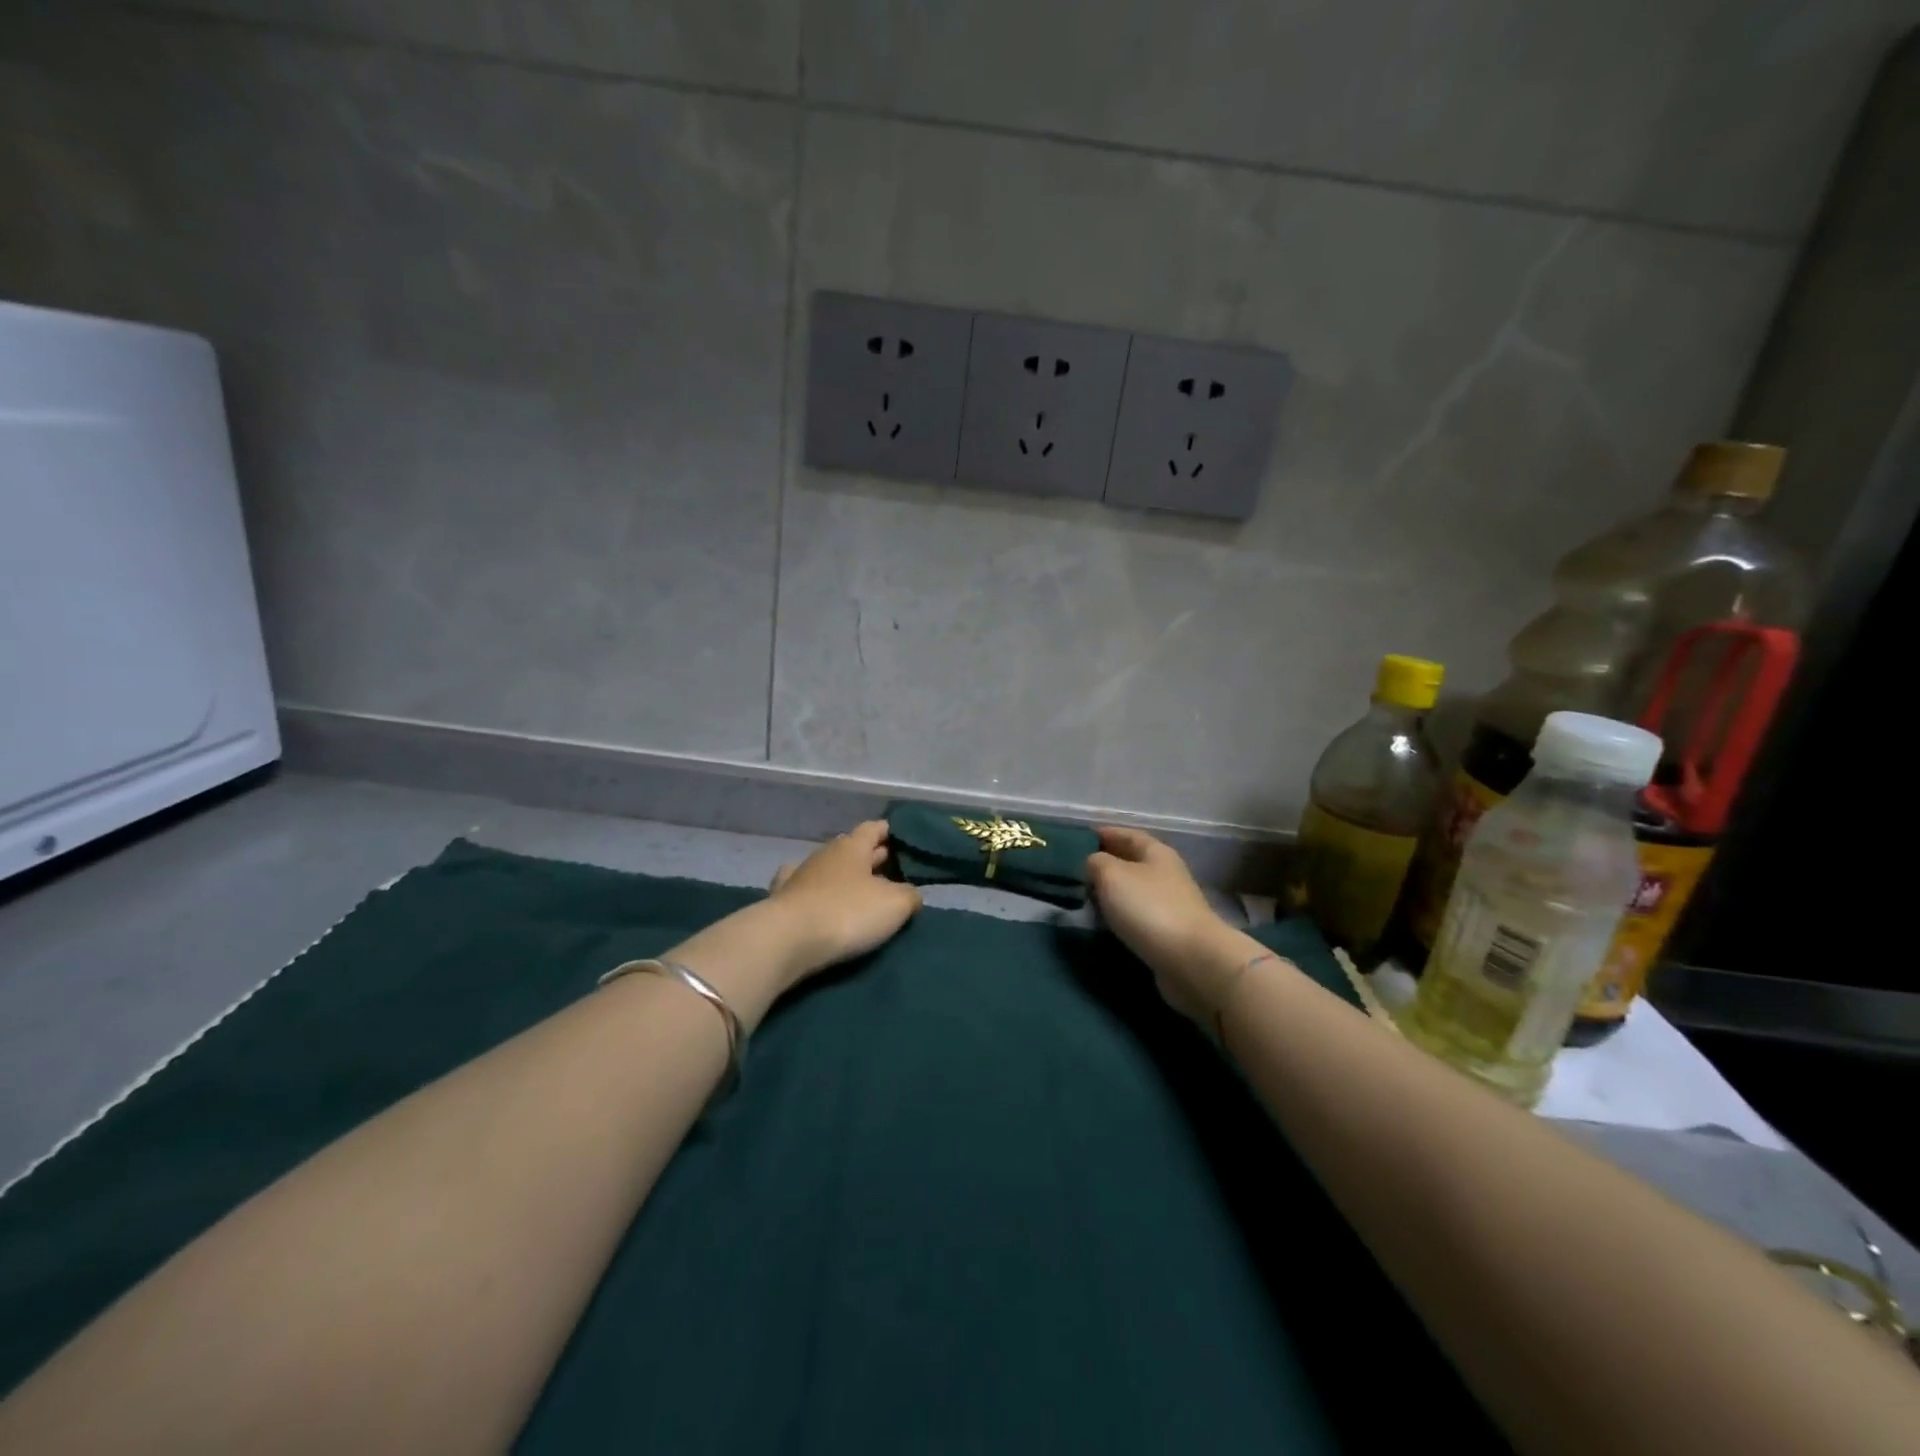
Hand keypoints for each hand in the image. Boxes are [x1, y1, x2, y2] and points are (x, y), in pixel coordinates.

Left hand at [766, 821, 922, 981]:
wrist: (787, 940)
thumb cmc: (847, 913)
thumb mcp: (894, 905)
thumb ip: (909, 895)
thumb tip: (911, 893)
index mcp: (853, 847)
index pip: (874, 828)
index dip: (889, 832)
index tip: (903, 839)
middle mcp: (825, 853)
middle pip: (852, 848)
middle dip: (871, 856)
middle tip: (891, 869)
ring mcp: (800, 875)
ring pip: (828, 866)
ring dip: (843, 875)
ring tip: (859, 889)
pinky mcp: (781, 899)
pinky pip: (803, 887)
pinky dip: (814, 890)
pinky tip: (815, 896)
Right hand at [1087, 826, 1248, 1024]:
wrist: (1191, 961)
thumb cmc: (1149, 908)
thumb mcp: (1112, 875)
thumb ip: (1096, 862)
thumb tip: (1092, 864)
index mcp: (1157, 853)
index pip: (1128, 834)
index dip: (1105, 833)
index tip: (1080, 838)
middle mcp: (1166, 875)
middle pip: (1132, 862)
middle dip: (1106, 864)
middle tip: (1076, 870)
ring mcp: (1170, 906)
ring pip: (1134, 891)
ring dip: (1112, 892)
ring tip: (1084, 897)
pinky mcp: (1169, 934)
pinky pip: (1138, 917)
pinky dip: (1120, 915)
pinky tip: (1104, 922)